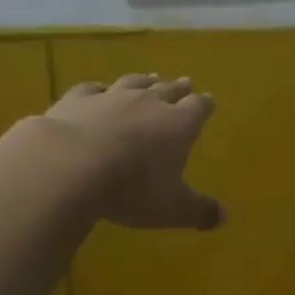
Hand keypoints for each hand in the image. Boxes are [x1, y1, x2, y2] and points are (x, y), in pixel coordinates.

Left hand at [40, 74, 224, 230]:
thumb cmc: (132, 189)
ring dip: (144, 80)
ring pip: (134, 82)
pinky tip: (99, 89)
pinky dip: (99, 88)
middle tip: (185, 82)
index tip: (208, 102)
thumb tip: (224, 217)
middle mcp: (149, 102)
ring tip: (150, 77)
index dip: (204, 105)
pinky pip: (93, 87)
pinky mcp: (78, 99)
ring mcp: (112, 96)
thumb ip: (199, 211)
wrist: (70, 166)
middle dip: (179, 87)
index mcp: (179, 124)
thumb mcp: (172, 209)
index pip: (199, 107)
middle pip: (169, 88)